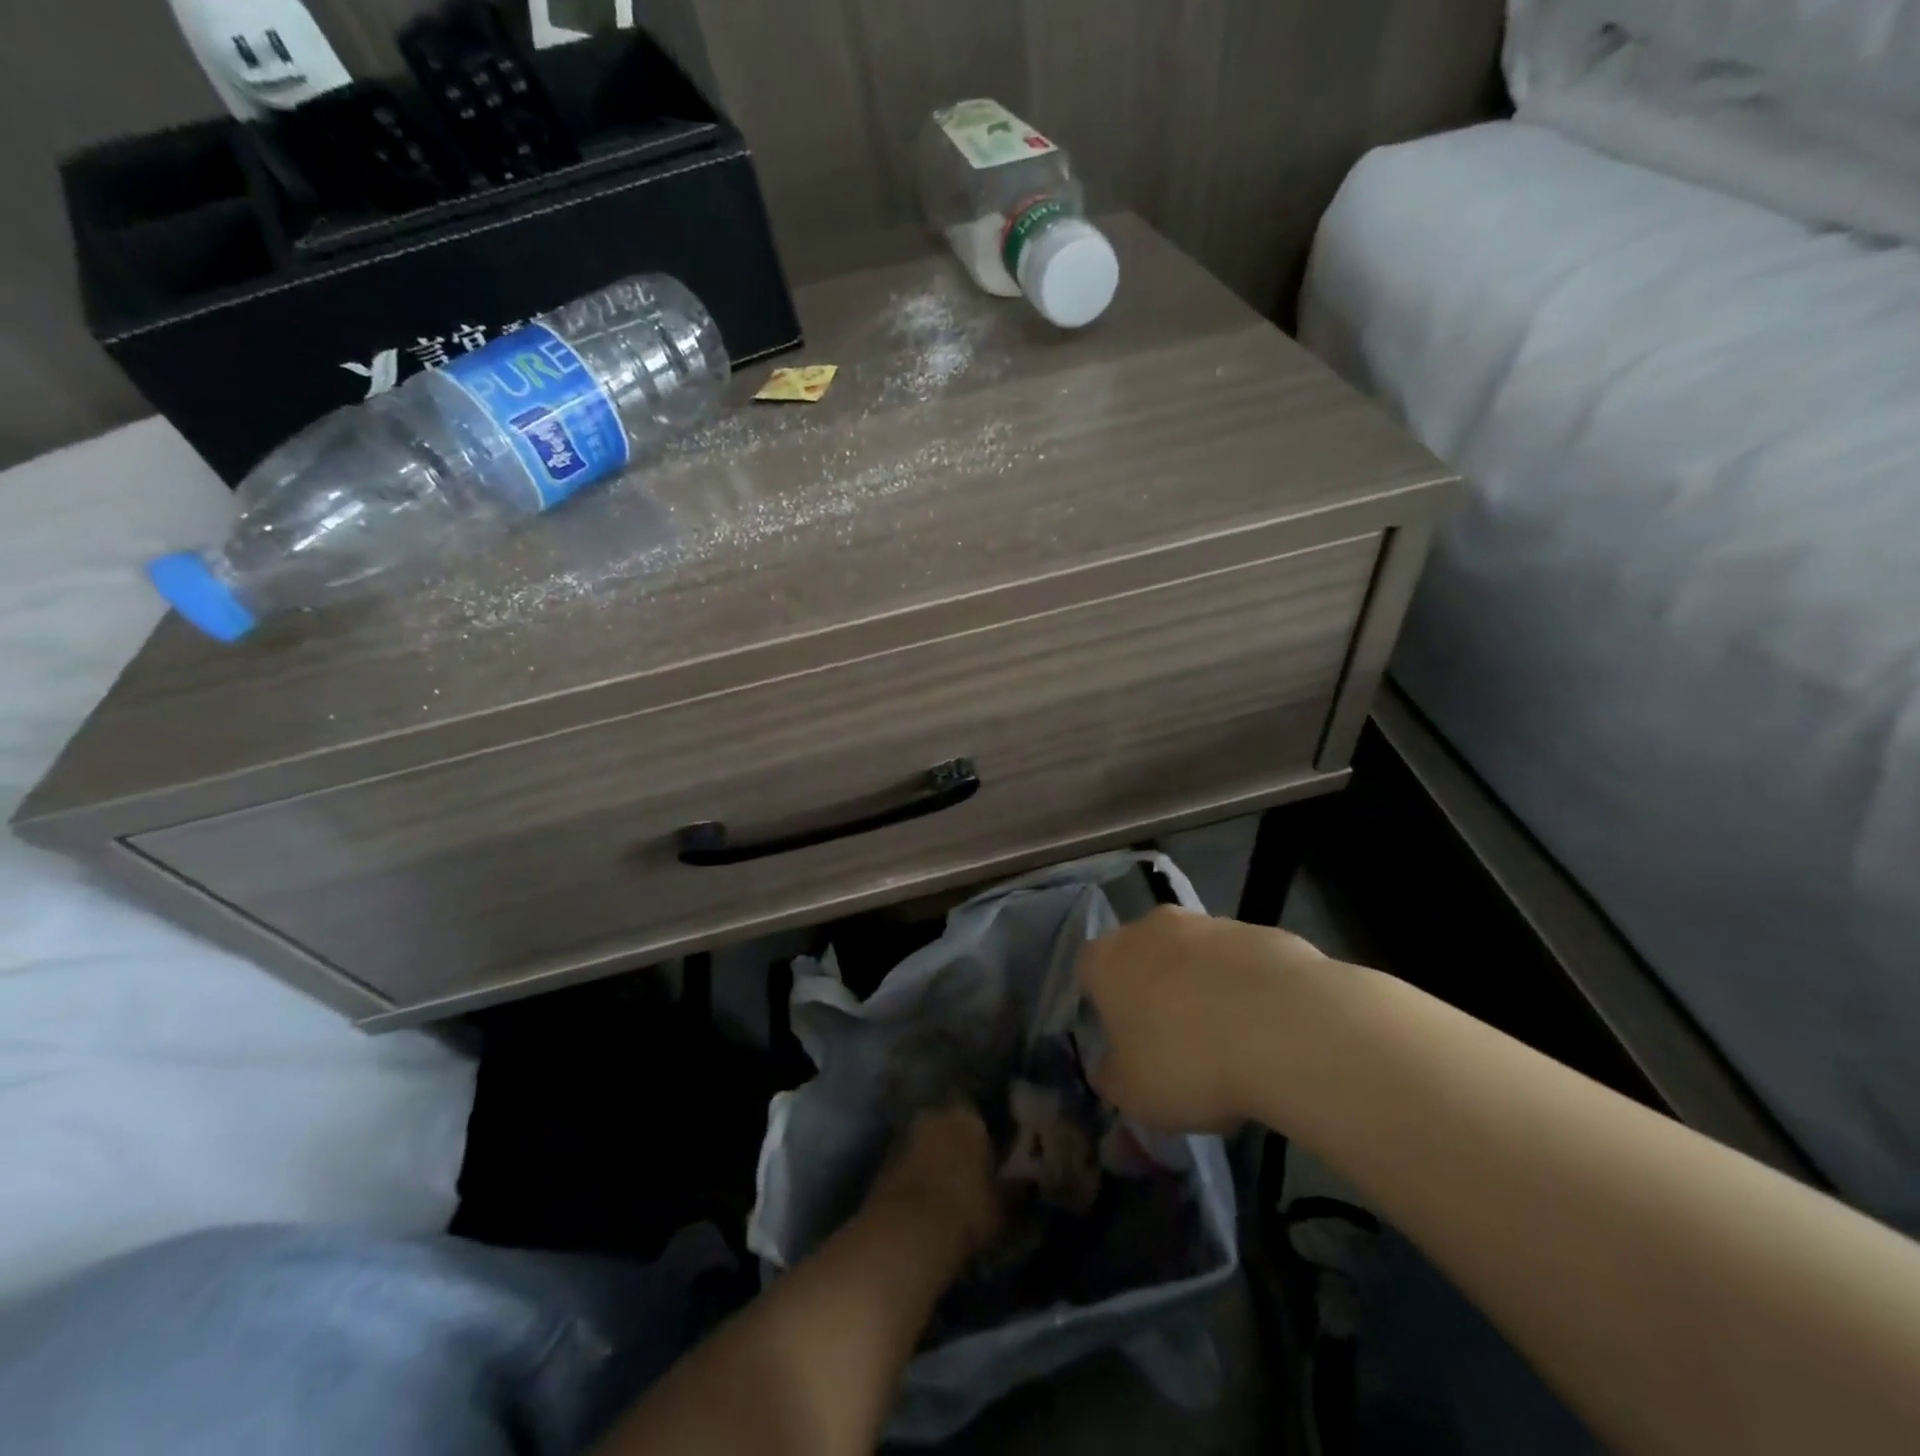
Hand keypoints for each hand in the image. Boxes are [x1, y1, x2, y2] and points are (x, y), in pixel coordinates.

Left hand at [865, 1103, 1006, 1258]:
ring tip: (946, 1187)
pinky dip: (917, 1173)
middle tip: (969, 1171)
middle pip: (950, 1123)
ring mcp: (905, 1134)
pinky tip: (925, 1198)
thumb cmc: (966, 1211)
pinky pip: (909, 1160)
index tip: (992, 1154)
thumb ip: (1017, 1187)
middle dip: (957, 1142)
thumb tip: (1028, 1179)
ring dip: (935, 1157)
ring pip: (927, 1141)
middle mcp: (934, 1114)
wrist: (907, 1232)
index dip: (986, 1134)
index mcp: (967, 1115)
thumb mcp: (1004, 1205)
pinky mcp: (884, 1159)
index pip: (980, 1113)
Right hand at [1077, 906, 1326, 1131]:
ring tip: (1230, 1043)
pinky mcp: (1261, 931)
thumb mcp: (1133, 1095)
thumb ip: (1111, 1077)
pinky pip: (1241, 962)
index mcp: (1108, 959)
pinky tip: (1268, 1030)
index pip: (1088, 972)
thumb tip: (1108, 1069)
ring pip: (1194, 956)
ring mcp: (1209, 923)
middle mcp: (1151, 928)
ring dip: (1202, 987)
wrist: (1289, 1029)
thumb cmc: (1189, 1063)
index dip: (1102, 1005)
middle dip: (1154, 990)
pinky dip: (1247, 988)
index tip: (1122, 1041)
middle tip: (1174, 1042)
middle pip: (1142, 956)